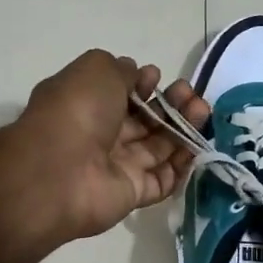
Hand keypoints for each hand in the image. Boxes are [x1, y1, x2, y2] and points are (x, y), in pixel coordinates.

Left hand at [6, 50, 209, 242]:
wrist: (61, 172)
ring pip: (158, 147)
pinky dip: (181, 165)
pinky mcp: (132, 194)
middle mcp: (101, 135)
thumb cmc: (77, 112)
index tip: (157, 77)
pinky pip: (162, 180)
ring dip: (183, 128)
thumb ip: (120, 69)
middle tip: (190, 94)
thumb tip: (135, 73)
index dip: (141, 84)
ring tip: (202, 110)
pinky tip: (198, 146)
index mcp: (85, 104)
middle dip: (170, 104)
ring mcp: (117, 166)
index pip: (120, 94)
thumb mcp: (96, 69)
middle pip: (144, 120)